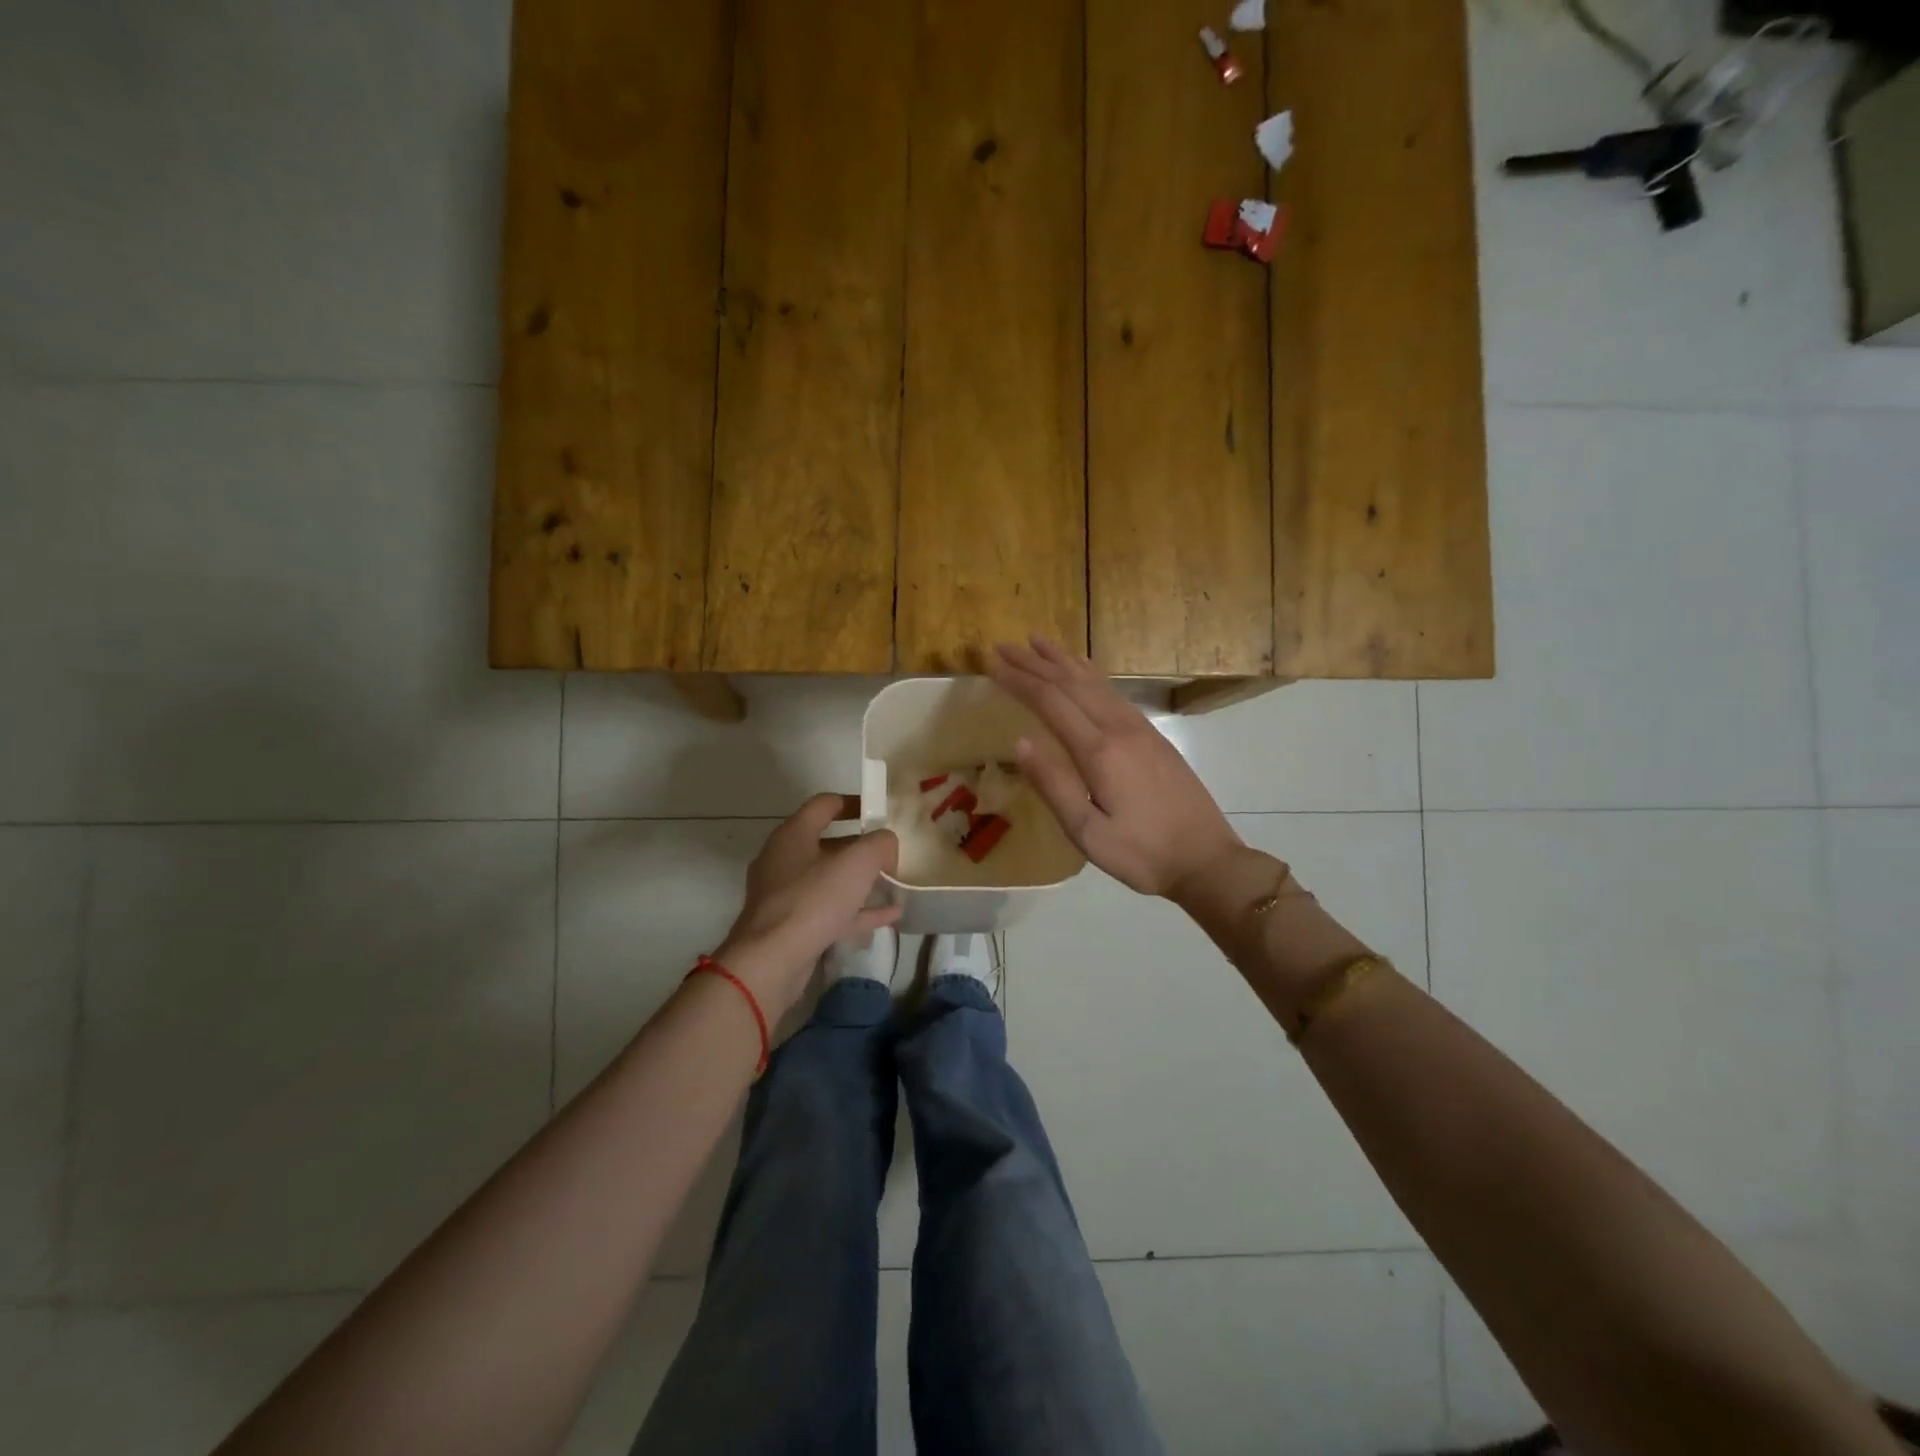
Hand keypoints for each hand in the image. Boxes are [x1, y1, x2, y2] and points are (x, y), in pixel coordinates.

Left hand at [714, 794, 901, 1016]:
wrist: (771, 961)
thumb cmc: (813, 900)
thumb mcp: (858, 862)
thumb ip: (880, 844)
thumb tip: (886, 844)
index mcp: (794, 834)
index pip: (825, 804)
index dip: (855, 802)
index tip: (880, 810)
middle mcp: (784, 859)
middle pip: (827, 843)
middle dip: (861, 847)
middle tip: (889, 852)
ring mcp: (784, 895)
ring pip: (829, 880)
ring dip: (861, 882)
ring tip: (893, 884)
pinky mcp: (790, 927)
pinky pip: (829, 911)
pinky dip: (857, 911)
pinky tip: (889, 916)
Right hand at [989, 638, 1243, 898]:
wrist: (1207, 860)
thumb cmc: (1141, 853)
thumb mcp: (1088, 832)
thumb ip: (1053, 785)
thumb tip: (1020, 741)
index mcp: (1099, 751)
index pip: (1050, 702)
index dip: (1019, 681)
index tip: (991, 665)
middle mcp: (1119, 728)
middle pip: (1070, 683)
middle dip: (1034, 662)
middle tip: (1003, 646)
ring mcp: (1140, 729)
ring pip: (1095, 682)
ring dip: (1063, 660)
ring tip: (1038, 642)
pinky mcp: (1153, 736)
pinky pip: (1113, 692)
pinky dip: (1091, 674)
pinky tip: (1084, 668)